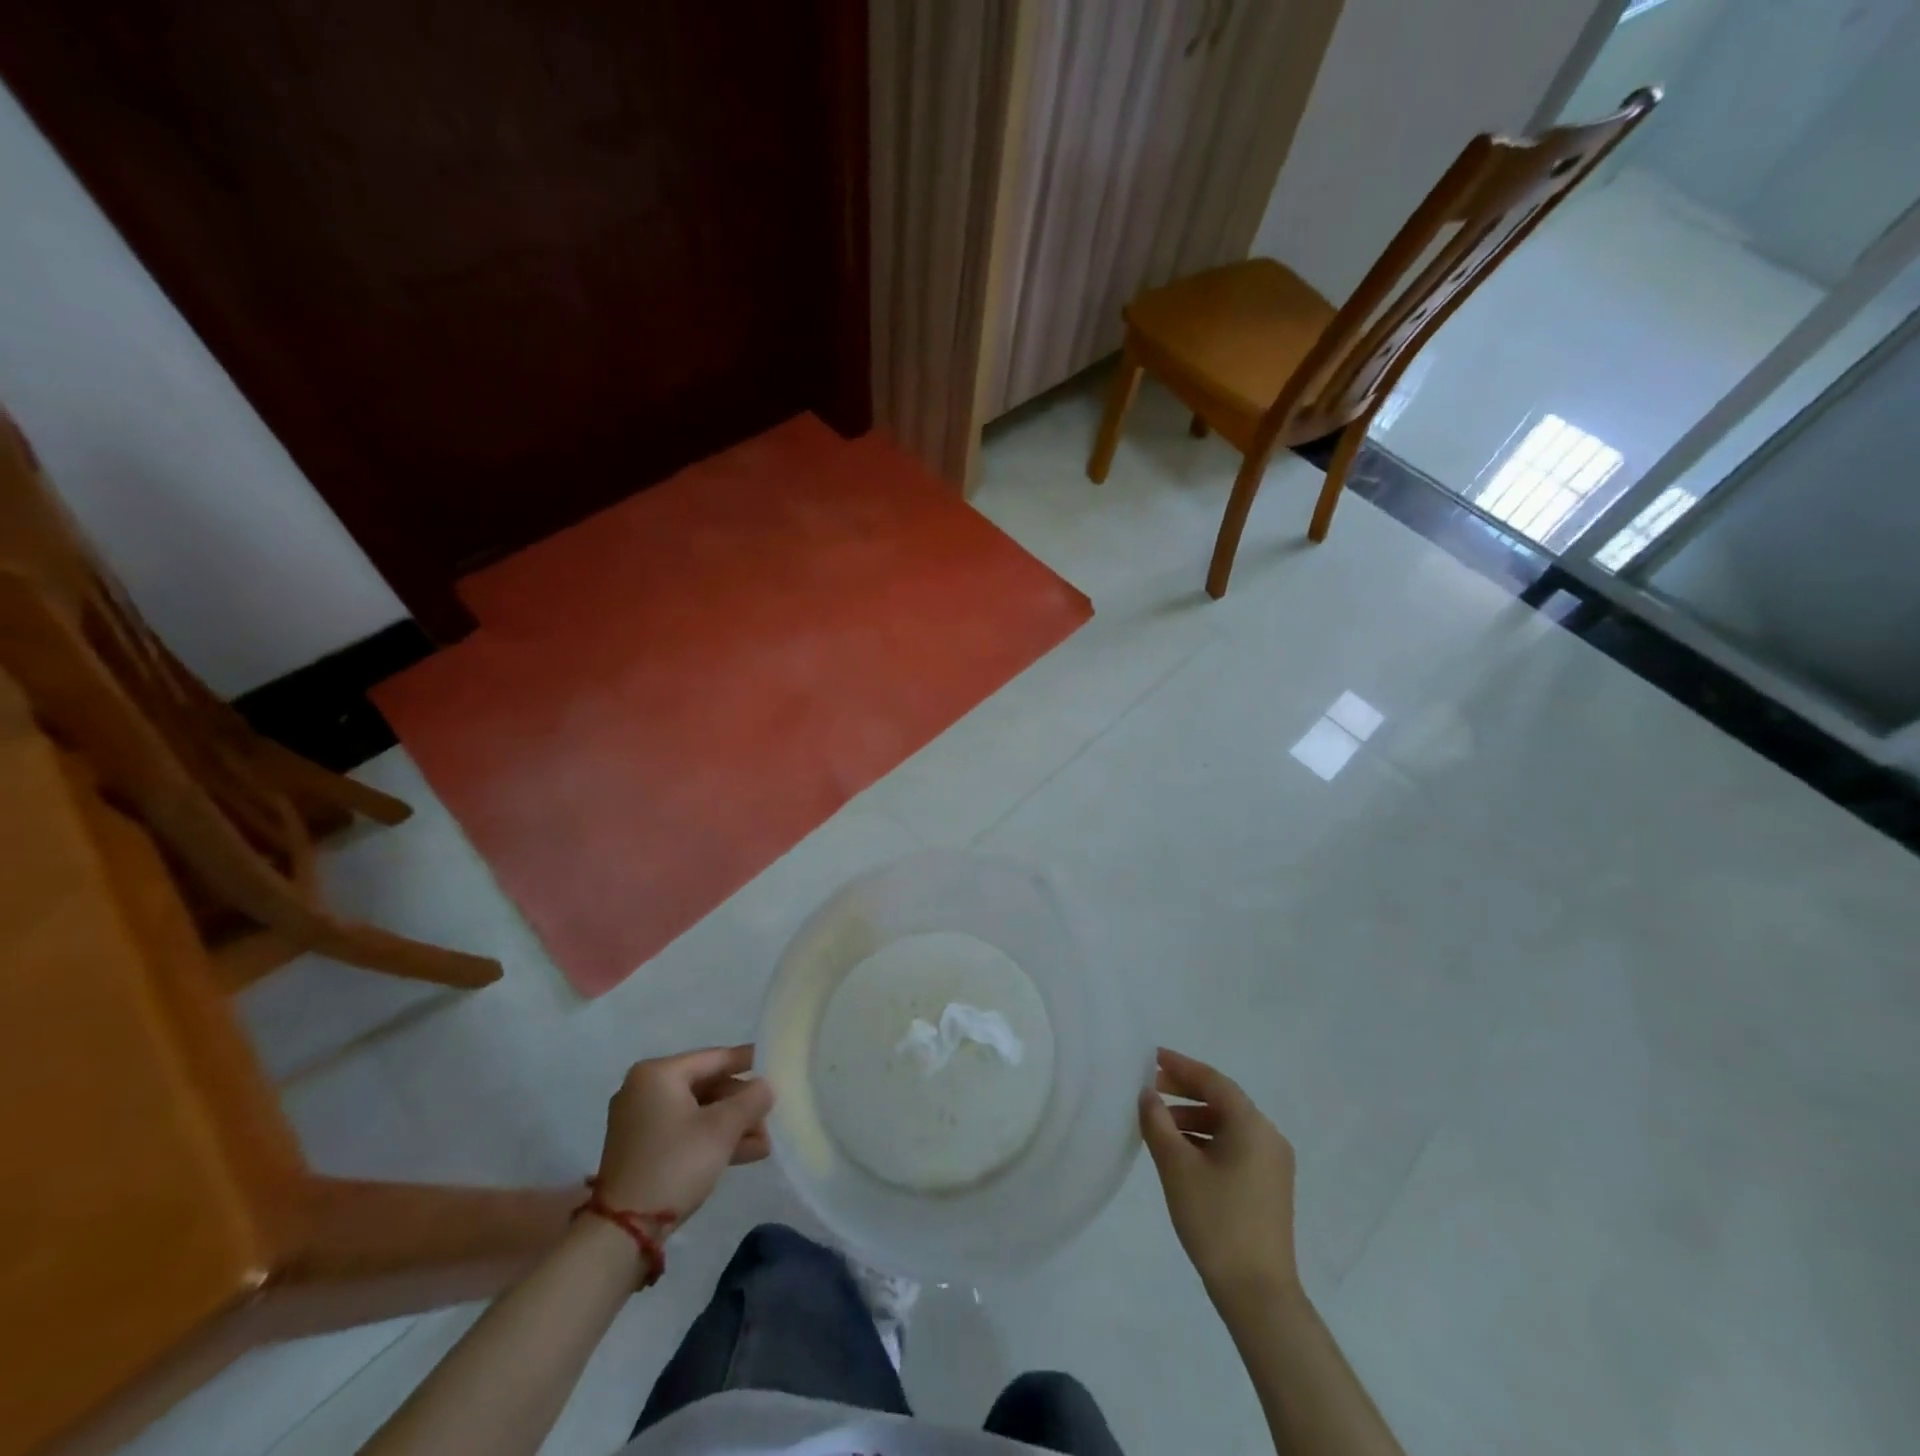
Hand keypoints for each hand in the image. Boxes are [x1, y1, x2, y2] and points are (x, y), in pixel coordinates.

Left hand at [596, 1046, 774, 1219]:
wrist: (623, 1231)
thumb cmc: (675, 1164)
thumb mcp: (721, 1129)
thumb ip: (751, 1099)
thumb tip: (765, 1086)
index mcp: (658, 1074)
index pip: (714, 1058)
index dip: (748, 1061)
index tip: (775, 1062)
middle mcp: (645, 1090)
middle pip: (707, 1086)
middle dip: (741, 1104)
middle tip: (771, 1116)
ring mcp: (640, 1121)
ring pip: (698, 1112)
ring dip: (732, 1125)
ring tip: (765, 1142)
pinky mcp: (642, 1149)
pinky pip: (685, 1131)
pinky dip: (712, 1139)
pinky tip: (747, 1153)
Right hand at [1139, 1047, 1299, 1311]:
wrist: (1258, 1295)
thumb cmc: (1216, 1221)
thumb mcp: (1177, 1167)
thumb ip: (1158, 1123)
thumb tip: (1148, 1095)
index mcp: (1252, 1125)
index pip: (1213, 1081)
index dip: (1181, 1066)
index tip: (1152, 1057)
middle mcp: (1268, 1137)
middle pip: (1222, 1100)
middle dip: (1185, 1091)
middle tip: (1150, 1089)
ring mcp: (1272, 1164)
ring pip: (1227, 1126)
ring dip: (1193, 1118)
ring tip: (1159, 1125)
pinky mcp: (1269, 1187)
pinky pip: (1234, 1147)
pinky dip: (1206, 1141)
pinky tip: (1181, 1153)